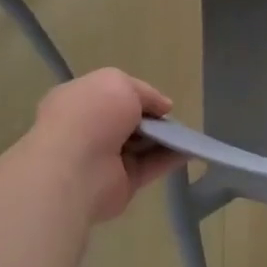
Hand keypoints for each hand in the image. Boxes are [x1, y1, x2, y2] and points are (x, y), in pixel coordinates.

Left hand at [26, 69, 180, 223]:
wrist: (76, 168)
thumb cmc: (91, 115)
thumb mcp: (118, 83)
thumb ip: (144, 92)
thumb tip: (163, 107)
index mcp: (78, 101)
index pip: (109, 95)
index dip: (136, 95)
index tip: (159, 102)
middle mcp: (88, 129)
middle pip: (127, 121)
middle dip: (151, 118)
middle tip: (172, 118)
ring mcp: (103, 158)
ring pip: (141, 145)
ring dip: (165, 139)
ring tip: (189, 134)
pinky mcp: (120, 183)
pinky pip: (150, 167)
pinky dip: (170, 159)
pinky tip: (190, 151)